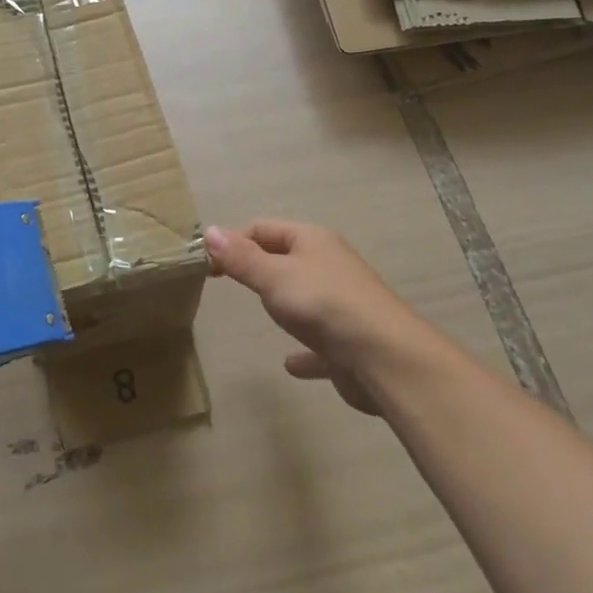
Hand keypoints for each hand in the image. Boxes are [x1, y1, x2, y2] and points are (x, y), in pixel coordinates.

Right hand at [204, 220, 424, 415]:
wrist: (383, 357)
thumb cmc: (322, 304)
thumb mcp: (273, 276)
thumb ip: (241, 257)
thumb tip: (209, 231)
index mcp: (312, 240)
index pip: (263, 228)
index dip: (234, 241)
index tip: (209, 266)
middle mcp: (329, 265)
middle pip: (285, 258)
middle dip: (258, 268)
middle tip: (228, 285)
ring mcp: (342, 303)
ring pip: (305, 296)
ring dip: (284, 303)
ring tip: (261, 314)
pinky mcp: (348, 340)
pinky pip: (320, 342)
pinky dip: (304, 350)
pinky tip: (290, 364)